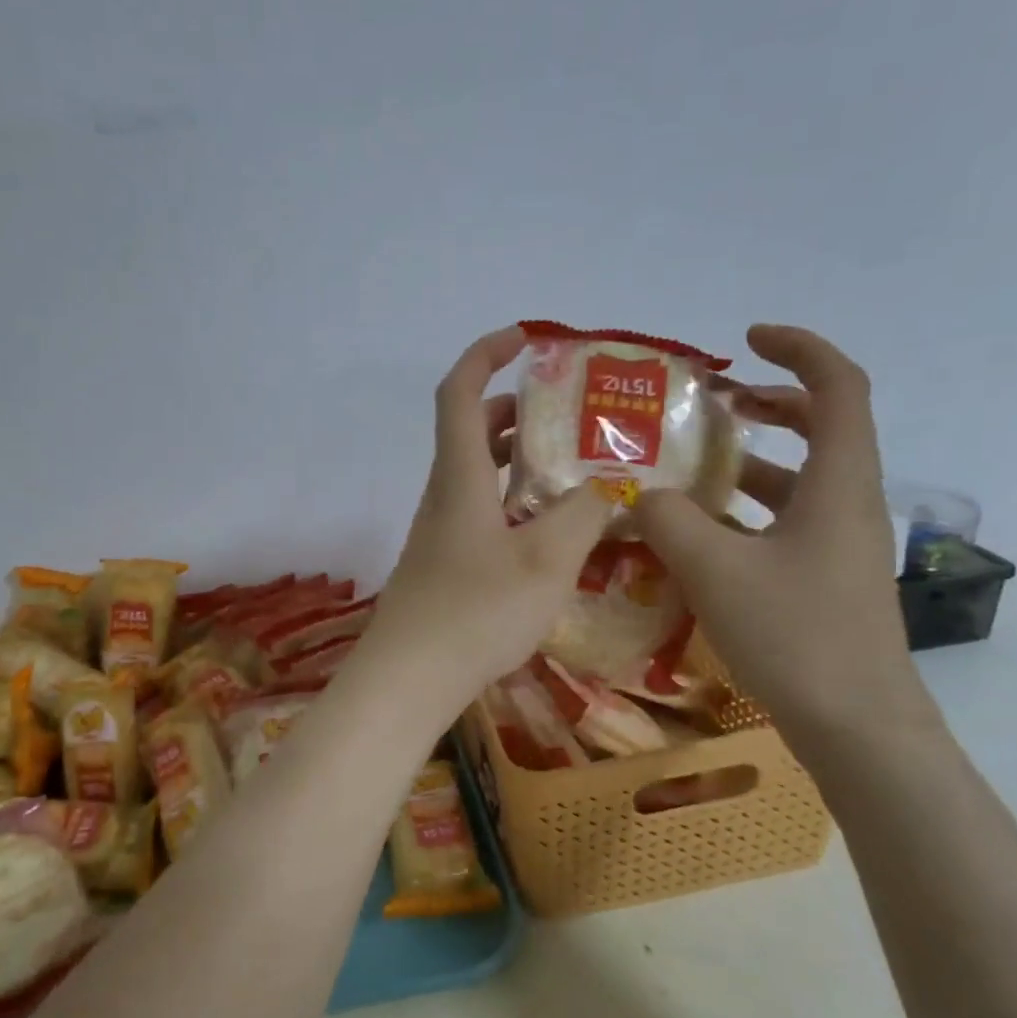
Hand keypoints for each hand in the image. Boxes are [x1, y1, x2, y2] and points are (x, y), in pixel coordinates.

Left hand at [366, 326, 612, 702]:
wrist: (409, 679)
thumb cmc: (475, 611)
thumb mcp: (546, 560)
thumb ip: (583, 515)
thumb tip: (606, 488)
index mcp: (460, 477)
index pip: (459, 392)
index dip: (486, 353)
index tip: (527, 339)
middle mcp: (445, 495)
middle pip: (472, 431)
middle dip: (517, 411)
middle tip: (570, 416)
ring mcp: (441, 532)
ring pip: (479, 475)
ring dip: (520, 460)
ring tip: (574, 470)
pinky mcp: (446, 563)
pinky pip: (482, 512)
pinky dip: (515, 502)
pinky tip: (552, 532)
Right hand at [635, 325, 932, 742]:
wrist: (856, 727)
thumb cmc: (795, 635)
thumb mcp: (714, 569)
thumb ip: (667, 520)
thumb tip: (638, 495)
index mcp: (839, 483)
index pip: (838, 387)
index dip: (798, 349)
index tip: (746, 342)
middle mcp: (847, 504)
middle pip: (822, 428)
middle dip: (769, 404)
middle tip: (713, 404)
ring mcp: (838, 545)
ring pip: (797, 481)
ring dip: (749, 462)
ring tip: (689, 467)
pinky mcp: (823, 579)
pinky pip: (783, 524)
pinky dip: (743, 512)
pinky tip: (695, 534)